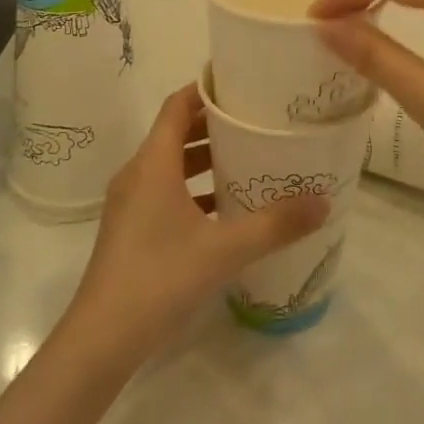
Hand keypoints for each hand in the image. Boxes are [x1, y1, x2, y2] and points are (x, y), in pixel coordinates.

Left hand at [66, 83, 329, 363]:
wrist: (100, 340)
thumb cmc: (159, 278)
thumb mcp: (224, 249)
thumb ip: (275, 224)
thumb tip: (323, 200)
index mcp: (153, 163)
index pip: (177, 105)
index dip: (206, 89)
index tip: (242, 83)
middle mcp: (137, 174)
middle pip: (176, 132)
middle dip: (214, 124)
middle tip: (257, 120)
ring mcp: (130, 203)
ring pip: (171, 164)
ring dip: (205, 158)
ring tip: (248, 158)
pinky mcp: (130, 229)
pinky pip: (165, 191)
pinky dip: (193, 188)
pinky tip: (225, 208)